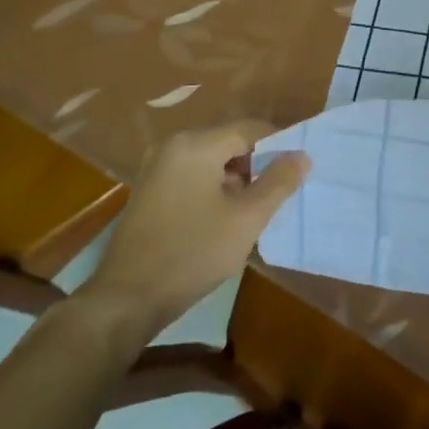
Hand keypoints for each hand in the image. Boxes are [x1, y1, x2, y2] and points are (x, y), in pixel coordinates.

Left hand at [74, 121, 309, 340]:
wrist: (126, 300)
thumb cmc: (192, 253)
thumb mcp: (247, 219)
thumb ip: (279, 182)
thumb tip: (302, 155)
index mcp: (196, 145)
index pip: (251, 129)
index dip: (279, 145)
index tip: (297, 169)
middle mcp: (173, 146)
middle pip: (230, 142)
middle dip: (257, 165)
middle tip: (277, 194)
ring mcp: (156, 168)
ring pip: (211, 161)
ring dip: (236, 179)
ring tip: (252, 210)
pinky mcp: (148, 191)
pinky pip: (192, 176)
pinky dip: (213, 188)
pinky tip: (222, 219)